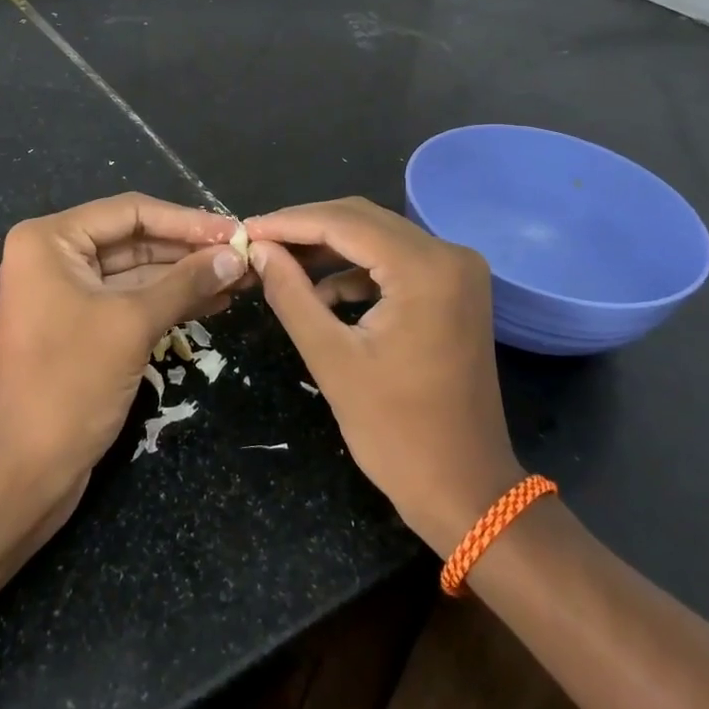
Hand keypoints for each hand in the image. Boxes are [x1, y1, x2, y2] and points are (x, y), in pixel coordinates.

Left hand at [0, 193, 247, 502]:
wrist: (25, 470)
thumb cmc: (70, 383)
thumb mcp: (132, 324)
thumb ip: (186, 283)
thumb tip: (236, 256)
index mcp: (50, 240)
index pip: (130, 211)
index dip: (186, 220)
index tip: (235, 231)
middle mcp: (54, 256)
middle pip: (134, 238)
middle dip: (189, 249)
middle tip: (244, 255)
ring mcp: (66, 292)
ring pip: (137, 271)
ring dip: (186, 275)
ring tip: (241, 277)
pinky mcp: (81, 325)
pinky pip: (131, 300)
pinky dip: (170, 300)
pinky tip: (215, 300)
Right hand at [246, 197, 521, 555]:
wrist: (465, 488)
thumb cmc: (396, 431)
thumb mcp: (331, 358)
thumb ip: (290, 294)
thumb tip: (258, 249)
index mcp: (425, 269)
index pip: (344, 223)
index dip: (288, 222)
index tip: (243, 230)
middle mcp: (449, 255)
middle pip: (363, 219)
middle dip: (306, 229)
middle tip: (256, 243)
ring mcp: (457, 271)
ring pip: (377, 236)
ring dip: (328, 247)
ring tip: (279, 263)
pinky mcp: (454, 289)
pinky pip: (394, 260)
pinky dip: (355, 269)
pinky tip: (321, 292)